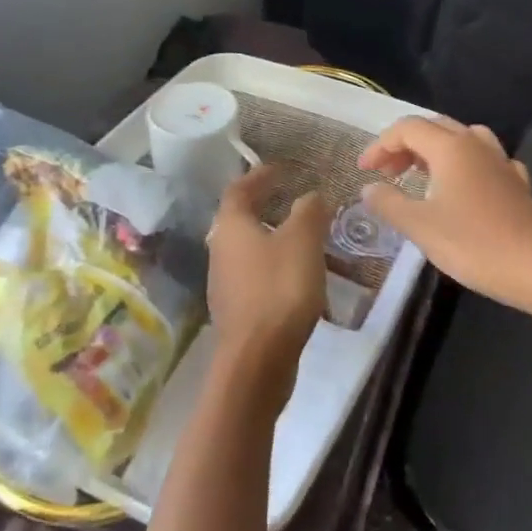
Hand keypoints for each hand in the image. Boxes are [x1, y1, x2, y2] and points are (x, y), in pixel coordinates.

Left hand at [206, 166, 328, 397]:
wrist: (257, 361)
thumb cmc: (279, 289)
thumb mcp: (303, 241)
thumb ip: (309, 212)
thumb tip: (311, 196)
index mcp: (231, 226)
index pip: (239, 189)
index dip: (259, 176)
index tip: (280, 169)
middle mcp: (220, 250)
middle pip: (239, 219)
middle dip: (264, 206)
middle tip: (290, 198)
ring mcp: (225, 283)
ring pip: (248, 249)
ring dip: (271, 237)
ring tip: (301, 237)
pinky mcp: (236, 310)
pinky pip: (256, 276)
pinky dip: (274, 266)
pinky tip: (297, 276)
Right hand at [358, 117, 531, 310]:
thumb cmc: (475, 244)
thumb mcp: (420, 226)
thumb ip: (389, 203)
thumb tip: (368, 188)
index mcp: (449, 147)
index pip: (406, 128)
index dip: (380, 145)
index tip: (364, 170)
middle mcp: (475, 144)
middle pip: (433, 128)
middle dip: (404, 146)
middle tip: (386, 173)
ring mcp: (500, 161)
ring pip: (461, 139)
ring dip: (434, 151)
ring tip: (420, 175)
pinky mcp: (517, 182)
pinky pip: (483, 160)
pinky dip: (463, 166)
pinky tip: (462, 188)